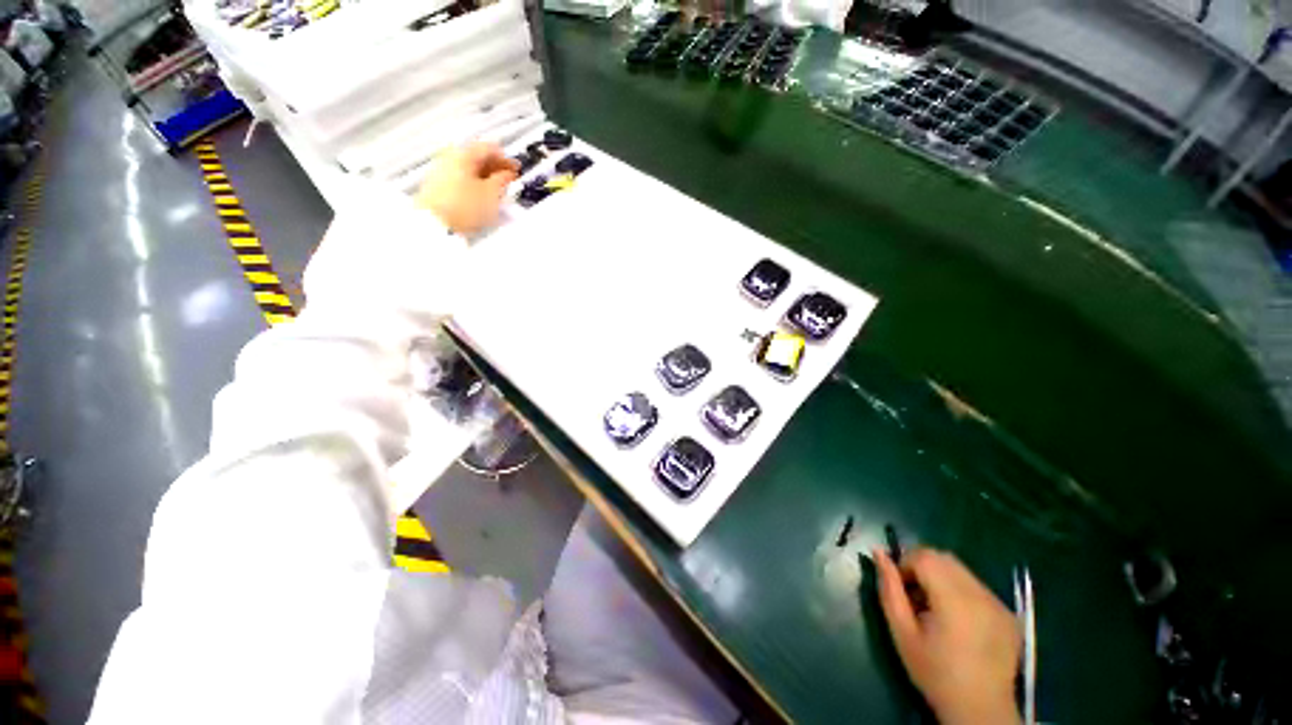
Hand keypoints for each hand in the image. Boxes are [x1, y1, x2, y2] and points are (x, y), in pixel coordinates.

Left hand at [416, 142, 518, 235]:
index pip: (489, 148)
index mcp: (463, 153)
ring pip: (470, 170)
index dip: (506, 158)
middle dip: (495, 169)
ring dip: (485, 179)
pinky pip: (461, 181)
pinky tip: (482, 199)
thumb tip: (507, 175)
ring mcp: (441, 171)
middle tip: (508, 180)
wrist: (436, 224)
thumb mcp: (491, 194)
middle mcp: (449, 158)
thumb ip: (502, 181)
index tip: (514, 168)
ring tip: (497, 193)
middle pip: (478, 158)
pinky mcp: (437, 187)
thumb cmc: (461, 207)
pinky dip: (474, 186)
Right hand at [874, 548, 1021, 724]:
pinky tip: (960, 622)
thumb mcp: (901, 633)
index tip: (901, 590)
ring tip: (937, 610)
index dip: (905, 564)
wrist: (980, 710)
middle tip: (915, 597)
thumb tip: (878, 552)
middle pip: (944, 558)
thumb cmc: (934, 672)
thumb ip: (889, 589)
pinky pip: (978, 587)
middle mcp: (981, 595)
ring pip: (961, 570)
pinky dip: (962, 592)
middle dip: (923, 567)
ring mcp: (999, 604)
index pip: (924, 556)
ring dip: (942, 578)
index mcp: (954, 600)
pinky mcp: (1009, 614)